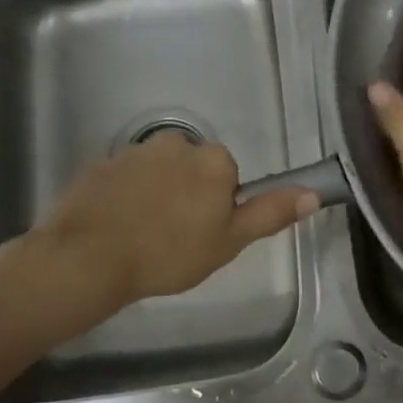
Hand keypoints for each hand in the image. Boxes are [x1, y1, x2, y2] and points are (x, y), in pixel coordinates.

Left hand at [28, 132, 317, 302]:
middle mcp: (176, 144)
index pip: (226, 175)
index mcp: (212, 160)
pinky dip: (124, 197)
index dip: (218, 205)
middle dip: (187, 194)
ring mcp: (133, 152)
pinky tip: (116, 227)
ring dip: (155, 193)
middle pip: (192, 167)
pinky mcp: (99, 165)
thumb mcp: (229, 241)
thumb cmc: (169, 253)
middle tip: (175, 236)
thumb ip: (270, 213)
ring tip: (142, 235)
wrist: (89, 259)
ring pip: (157, 171)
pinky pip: (123, 179)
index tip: (203, 233)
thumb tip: (313, 193)